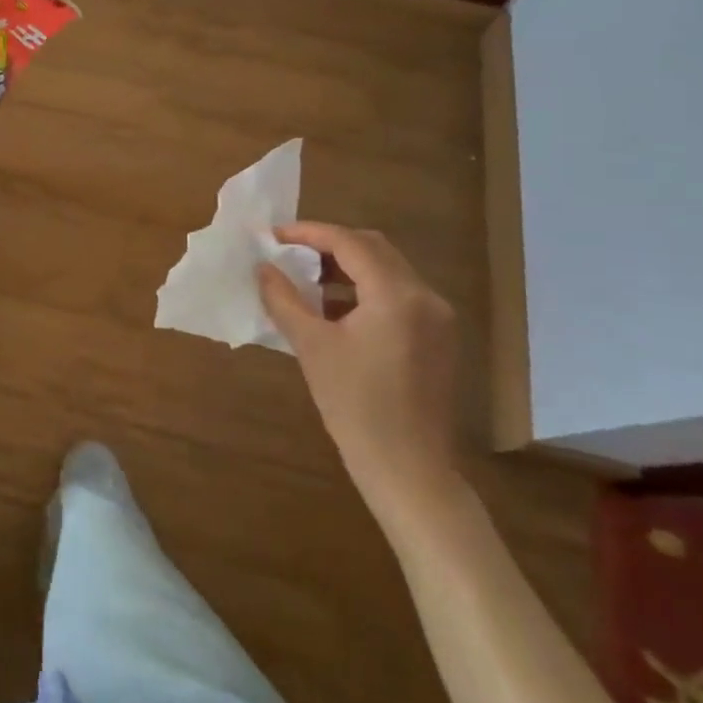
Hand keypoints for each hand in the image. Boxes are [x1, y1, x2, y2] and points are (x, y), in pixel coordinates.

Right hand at [258, 223, 466, 528]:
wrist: (407, 469)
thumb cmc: (355, 406)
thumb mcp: (311, 347)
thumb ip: (284, 299)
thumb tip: (263, 268)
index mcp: (397, 295)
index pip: (350, 243)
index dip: (309, 233)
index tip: (273, 236)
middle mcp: (426, 297)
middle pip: (374, 249)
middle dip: (329, 245)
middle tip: (289, 253)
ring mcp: (438, 318)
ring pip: (388, 271)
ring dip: (347, 267)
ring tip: (306, 280)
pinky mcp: (438, 338)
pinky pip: (398, 295)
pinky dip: (365, 290)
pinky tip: (335, 310)